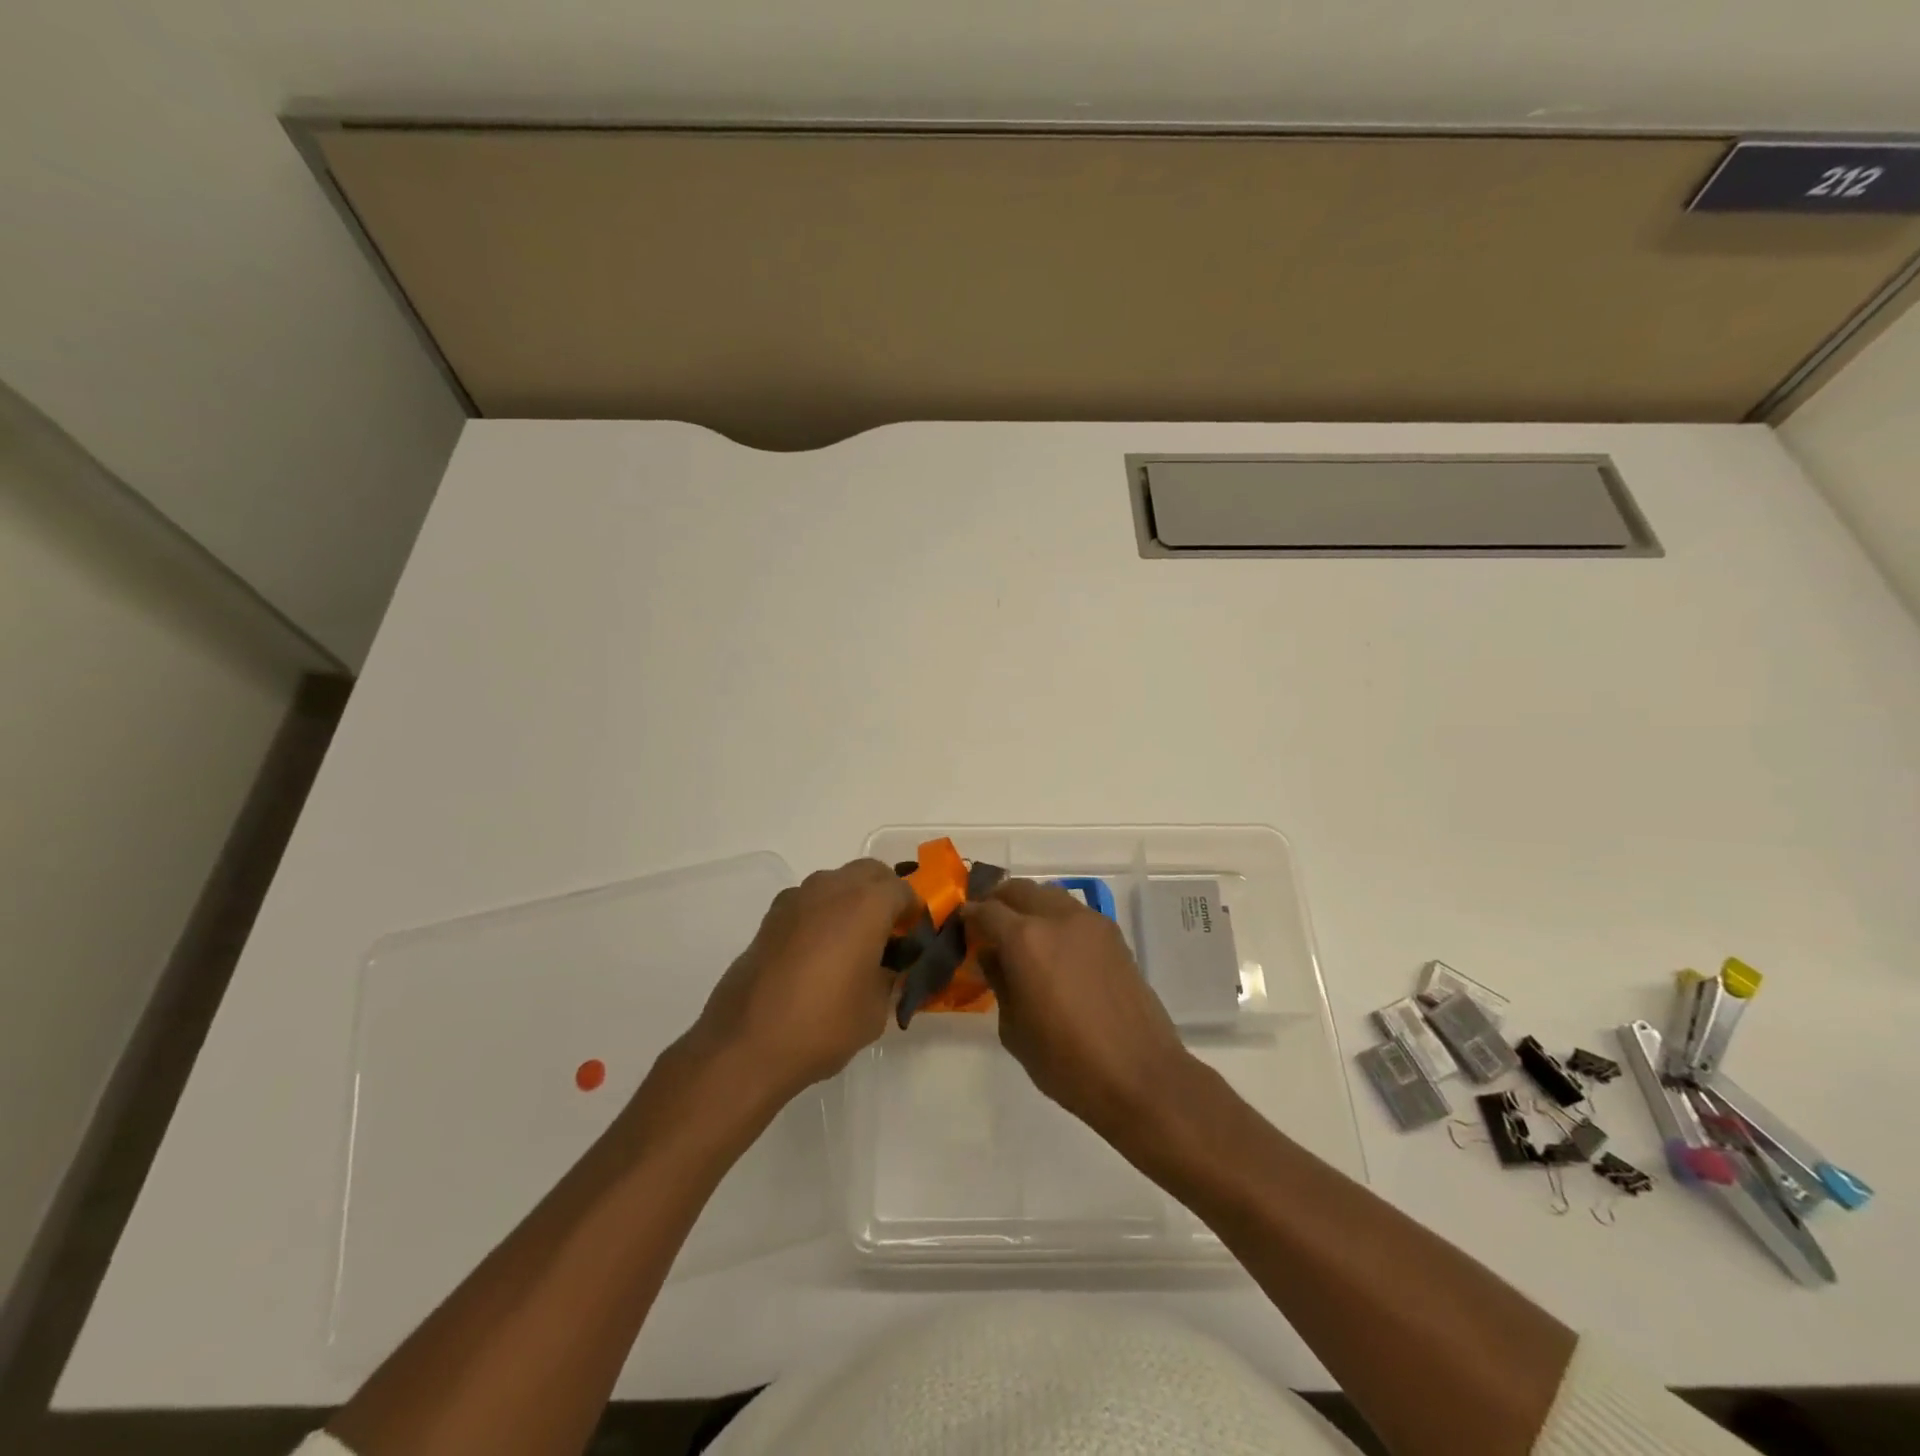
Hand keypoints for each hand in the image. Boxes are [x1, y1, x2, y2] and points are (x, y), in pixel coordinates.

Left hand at [689, 859, 913, 1102]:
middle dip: (885, 895)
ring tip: (854, 943)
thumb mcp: (876, 1009)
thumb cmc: (824, 1024)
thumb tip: (891, 969)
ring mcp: (796, 899)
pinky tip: (820, 952)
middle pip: (870, 873)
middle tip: (891, 933)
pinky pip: (809, 902)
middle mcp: (832, 888)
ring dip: (852, 900)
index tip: (916, 939)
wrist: (746, 1044)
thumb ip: (891, 978)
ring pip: (836, 882)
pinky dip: (823, 914)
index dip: (915, 913)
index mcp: (866, 903)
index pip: (904, 891)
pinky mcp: (771, 917)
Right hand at [964, 879, 1195, 1140]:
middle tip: (988, 924)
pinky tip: (1054, 948)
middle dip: (998, 900)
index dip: (970, 916)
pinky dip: (1056, 918)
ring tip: (1021, 934)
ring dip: (1029, 905)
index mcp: (1025, 939)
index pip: (987, 911)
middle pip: (1019, 889)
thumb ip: (999, 982)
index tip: (962, 924)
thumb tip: (992, 956)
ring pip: (1049, 894)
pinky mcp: (1114, 935)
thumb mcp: (1014, 1029)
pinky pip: (1074, 912)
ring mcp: (1090, 923)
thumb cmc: (1067, 1062)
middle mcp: (1058, 918)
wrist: (1140, 1075)